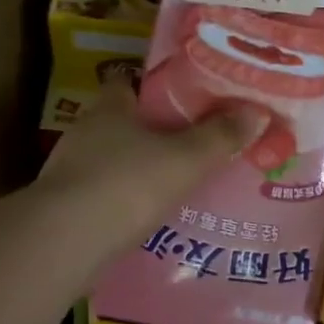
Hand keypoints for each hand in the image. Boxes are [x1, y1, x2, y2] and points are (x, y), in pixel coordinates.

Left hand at [36, 76, 270, 246]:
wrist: (67, 241)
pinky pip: (104, 195)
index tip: (185, 102)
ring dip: (138, 170)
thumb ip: (221, 137)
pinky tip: (146, 218)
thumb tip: (257, 112)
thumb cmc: (129, 184)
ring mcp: (70, 170)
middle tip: (190, 147)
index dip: (156, 89)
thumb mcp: (186, 159)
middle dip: (153, 134)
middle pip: (123, 124)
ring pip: (113, 161)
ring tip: (175, 185)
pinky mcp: (66, 206)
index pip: (129, 83)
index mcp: (111, 108)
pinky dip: (123, 202)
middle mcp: (86, 132)